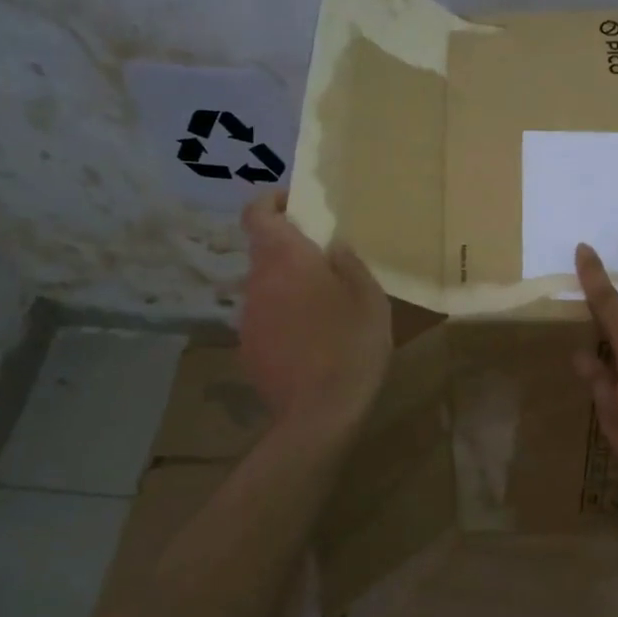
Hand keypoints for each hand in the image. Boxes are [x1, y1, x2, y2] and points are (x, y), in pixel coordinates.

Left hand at [238, 190, 391, 427]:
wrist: (319, 414)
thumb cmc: (351, 344)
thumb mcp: (369, 297)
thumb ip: (349, 263)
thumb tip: (332, 246)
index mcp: (285, 259)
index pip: (256, 213)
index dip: (271, 202)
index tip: (296, 205)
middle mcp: (258, 282)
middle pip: (264, 252)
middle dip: (290, 250)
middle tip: (326, 263)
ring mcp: (248, 317)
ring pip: (265, 288)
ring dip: (287, 287)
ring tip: (323, 308)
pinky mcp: (247, 349)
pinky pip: (265, 319)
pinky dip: (283, 319)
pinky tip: (310, 342)